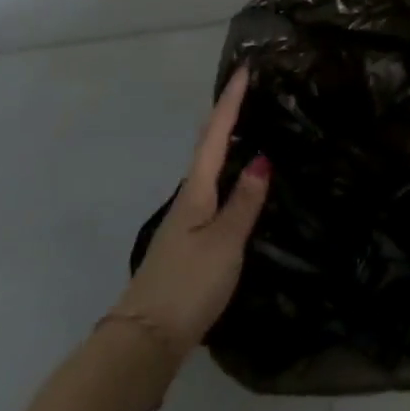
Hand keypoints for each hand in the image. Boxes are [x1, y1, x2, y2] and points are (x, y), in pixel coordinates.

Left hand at [109, 66, 270, 364]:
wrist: (146, 341)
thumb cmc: (189, 285)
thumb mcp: (225, 242)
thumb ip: (245, 201)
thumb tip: (262, 158)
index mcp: (196, 191)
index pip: (215, 135)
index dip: (230, 102)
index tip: (243, 70)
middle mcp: (189, 198)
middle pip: (208, 146)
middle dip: (226, 115)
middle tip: (249, 90)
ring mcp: (187, 220)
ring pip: (210, 168)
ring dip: (227, 141)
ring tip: (251, 124)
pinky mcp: (191, 241)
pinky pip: (214, 191)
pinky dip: (229, 172)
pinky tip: (241, 182)